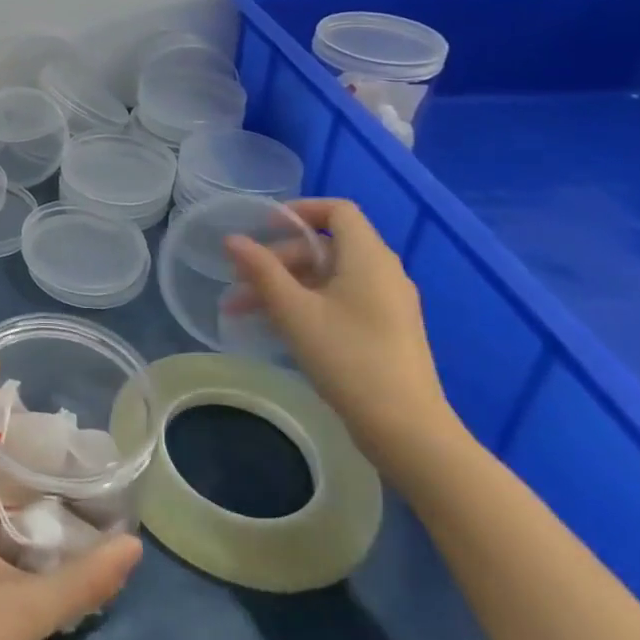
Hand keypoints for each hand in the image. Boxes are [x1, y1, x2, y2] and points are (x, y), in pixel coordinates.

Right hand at [225, 198, 464, 484]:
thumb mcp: (294, 312)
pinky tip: (279, 327)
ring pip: (328, 276)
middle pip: (325, 246)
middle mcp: (383, 273)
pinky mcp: (386, 330)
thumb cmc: (348, 359)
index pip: (338, 210)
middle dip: (278, 259)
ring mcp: (388, 304)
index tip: (263, 227)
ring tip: (246, 310)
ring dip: (285, 285)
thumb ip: (261, 271)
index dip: (299, 210)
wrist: (406, 429)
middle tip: (241, 282)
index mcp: (368, 258)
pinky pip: (341, 299)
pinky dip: (307, 302)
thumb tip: (232, 240)